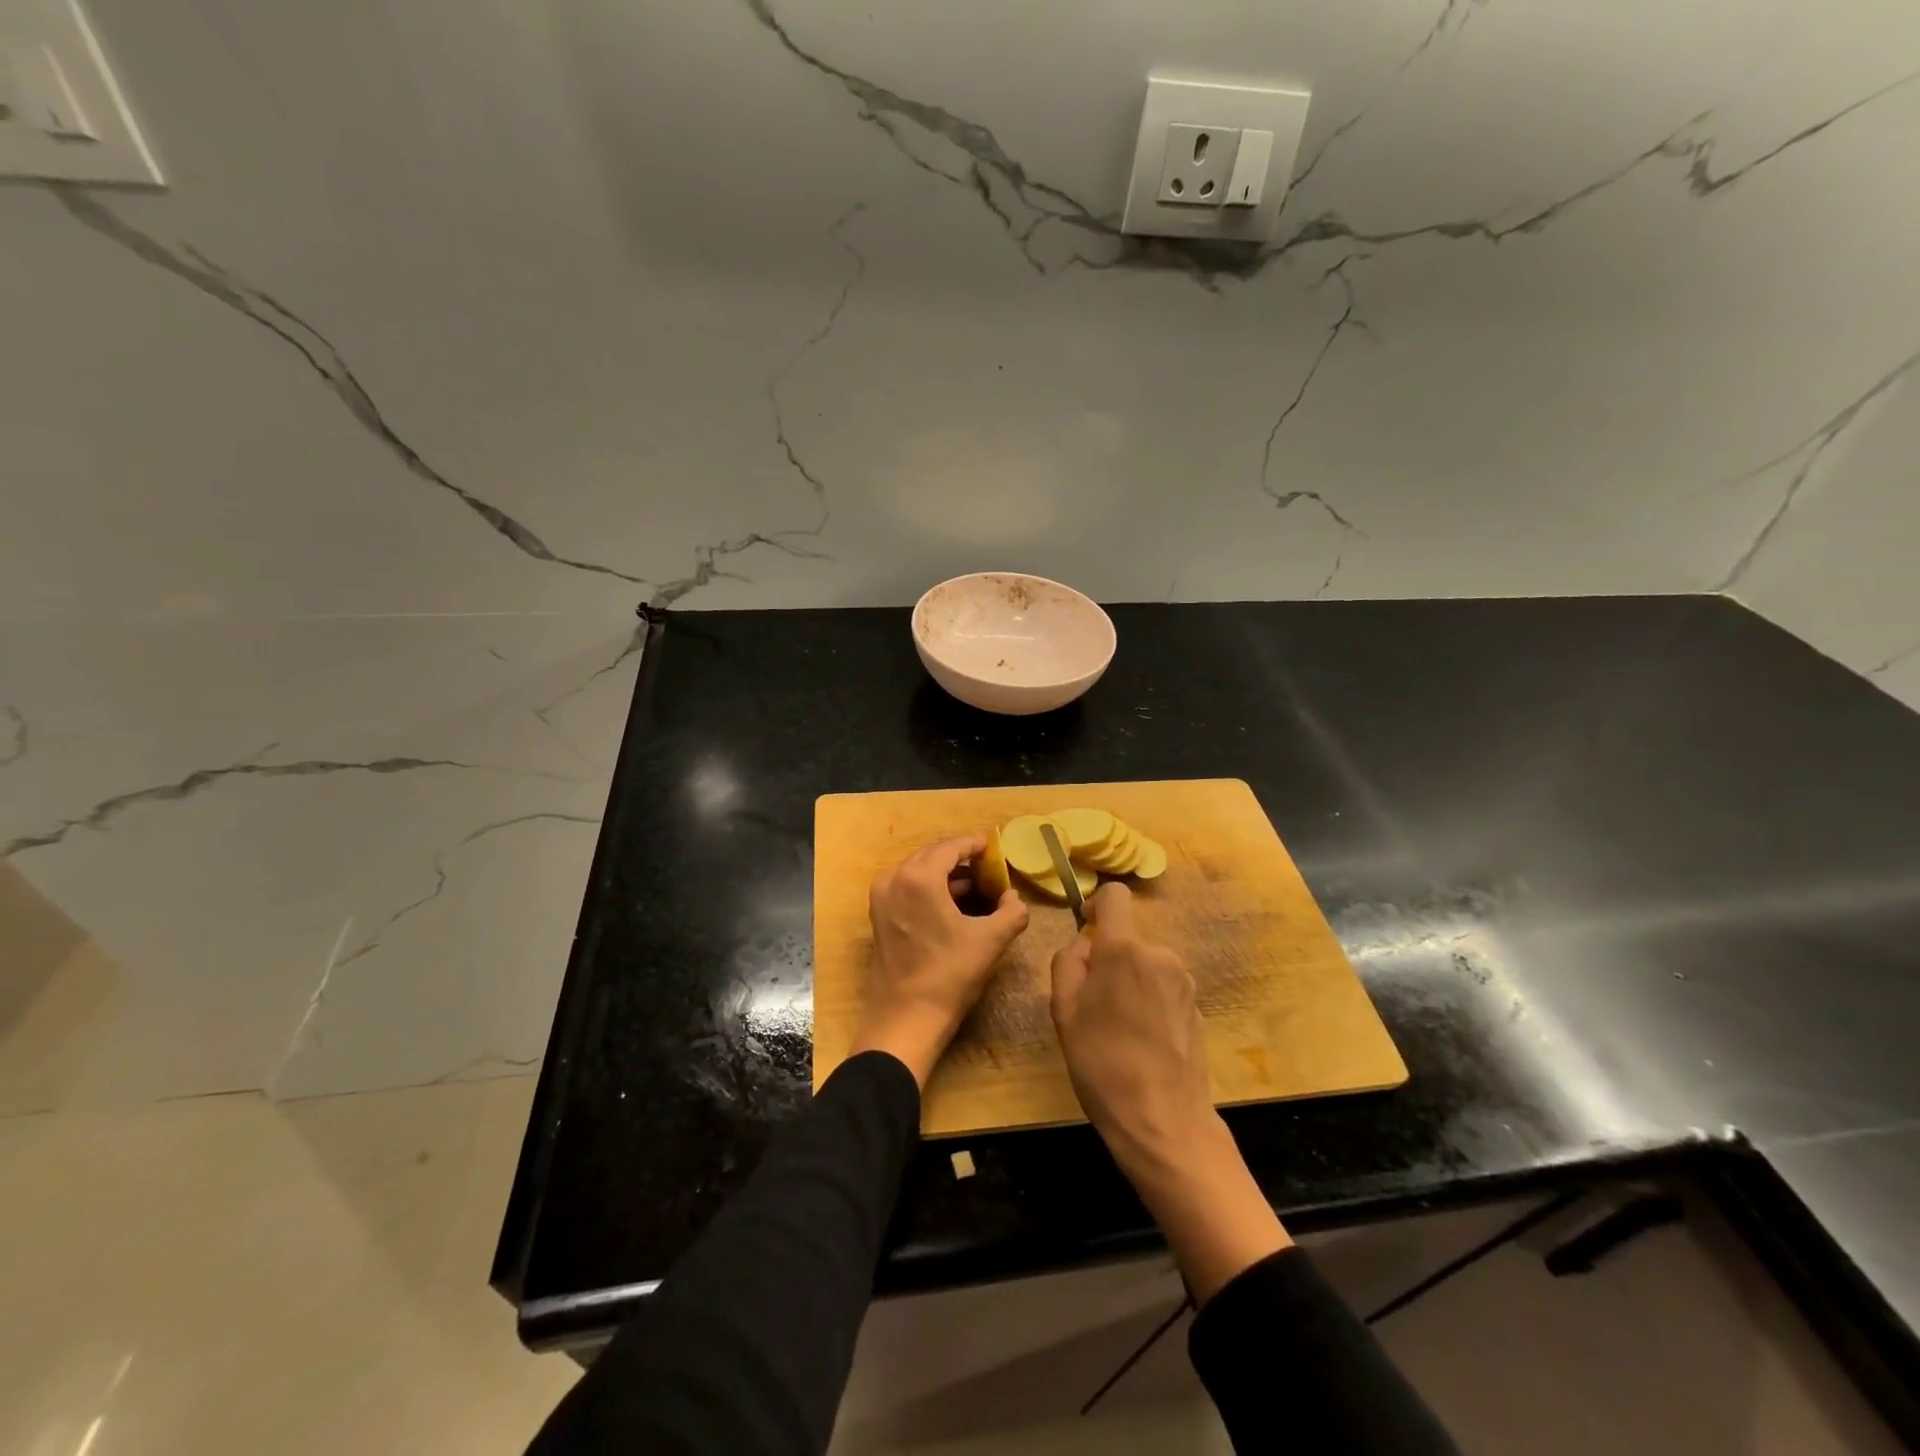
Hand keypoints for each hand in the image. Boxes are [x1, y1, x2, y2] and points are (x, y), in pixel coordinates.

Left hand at [851, 833, 1028, 1086]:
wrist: (905, 1019)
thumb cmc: (949, 975)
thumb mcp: (991, 941)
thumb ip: (1012, 911)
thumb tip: (1014, 897)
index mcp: (920, 877)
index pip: (951, 846)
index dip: (975, 843)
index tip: (993, 844)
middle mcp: (895, 878)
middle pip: (932, 854)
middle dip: (960, 857)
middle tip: (988, 865)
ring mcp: (882, 897)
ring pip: (918, 870)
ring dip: (945, 873)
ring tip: (975, 884)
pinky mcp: (878, 915)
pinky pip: (907, 887)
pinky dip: (929, 887)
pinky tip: (952, 903)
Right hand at [1049, 881, 1215, 1175]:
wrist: (1163, 1121)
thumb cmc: (1102, 1063)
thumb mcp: (1063, 1011)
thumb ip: (1068, 962)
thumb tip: (1086, 944)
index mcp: (1124, 949)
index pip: (1115, 895)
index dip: (1096, 906)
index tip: (1087, 936)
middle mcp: (1160, 954)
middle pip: (1128, 938)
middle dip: (1109, 958)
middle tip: (1092, 1004)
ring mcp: (1184, 981)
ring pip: (1146, 964)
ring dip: (1130, 981)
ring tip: (1117, 1028)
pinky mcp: (1197, 1006)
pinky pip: (1164, 988)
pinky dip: (1150, 1001)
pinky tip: (1143, 1042)